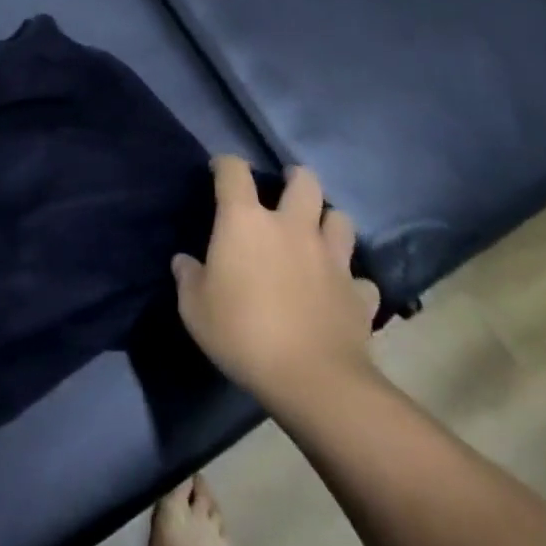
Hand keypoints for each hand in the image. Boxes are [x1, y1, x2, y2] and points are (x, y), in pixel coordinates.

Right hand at [172, 157, 381, 412]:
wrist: (313, 381)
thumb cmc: (243, 334)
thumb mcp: (195, 309)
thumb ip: (188, 278)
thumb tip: (185, 263)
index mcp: (246, 221)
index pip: (234, 171)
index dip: (226, 164)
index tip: (220, 170)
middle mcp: (292, 226)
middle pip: (304, 181)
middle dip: (296, 179)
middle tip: (285, 190)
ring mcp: (331, 258)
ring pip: (340, 219)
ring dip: (328, 222)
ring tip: (317, 235)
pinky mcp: (358, 294)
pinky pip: (360, 279)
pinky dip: (351, 281)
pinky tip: (341, 292)